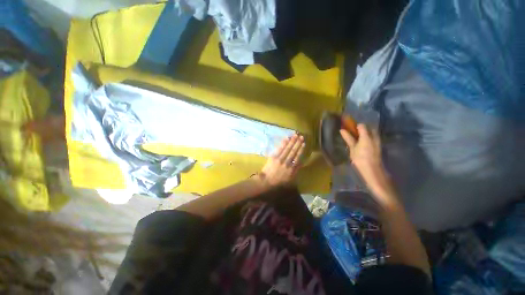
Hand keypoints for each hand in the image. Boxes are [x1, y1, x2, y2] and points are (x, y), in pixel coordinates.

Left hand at [258, 134, 304, 186]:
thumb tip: (301, 163)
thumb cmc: (278, 181)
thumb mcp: (290, 179)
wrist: (267, 180)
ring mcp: (280, 159)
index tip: (304, 144)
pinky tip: (287, 139)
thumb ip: (296, 171)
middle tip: (301, 136)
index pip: (298, 157)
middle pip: (293, 151)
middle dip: (298, 143)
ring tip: (296, 135)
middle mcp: (287, 163)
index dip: (301, 150)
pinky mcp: (274, 157)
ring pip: (287, 149)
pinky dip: (284, 143)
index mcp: (292, 169)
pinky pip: (280, 149)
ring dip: (292, 141)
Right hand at [340, 124, 396, 206]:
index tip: (349, 128)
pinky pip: (373, 139)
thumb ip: (348, 138)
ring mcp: (378, 142)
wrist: (373, 171)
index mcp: (366, 136)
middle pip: (369, 128)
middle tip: (353, 134)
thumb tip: (342, 130)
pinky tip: (362, 145)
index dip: (355, 126)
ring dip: (365, 133)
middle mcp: (374, 137)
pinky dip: (368, 139)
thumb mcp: (352, 149)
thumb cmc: (360, 160)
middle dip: (361, 129)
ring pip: (372, 133)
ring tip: (357, 140)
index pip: (362, 125)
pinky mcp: (379, 147)